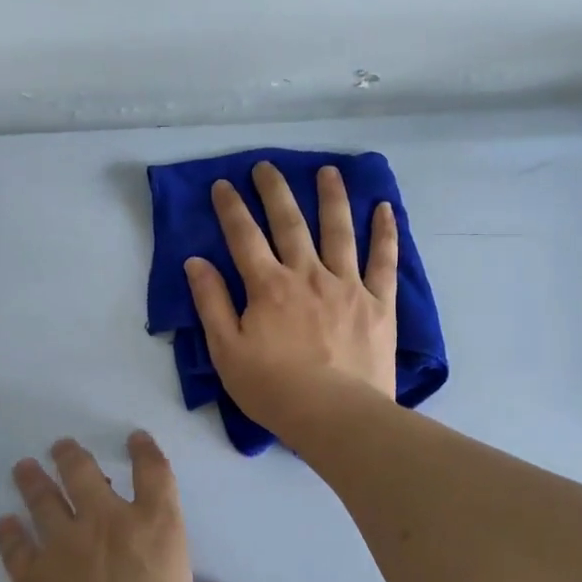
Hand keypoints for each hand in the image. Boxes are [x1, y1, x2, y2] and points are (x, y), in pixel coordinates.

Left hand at [0, 433, 252, 581]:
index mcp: (156, 528)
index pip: (153, 472)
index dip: (145, 450)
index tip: (135, 438)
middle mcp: (107, 524)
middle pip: (84, 473)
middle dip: (72, 455)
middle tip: (62, 446)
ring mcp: (64, 546)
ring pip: (43, 500)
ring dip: (33, 481)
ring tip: (24, 467)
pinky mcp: (31, 576)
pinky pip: (16, 546)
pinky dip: (9, 533)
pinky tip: (5, 524)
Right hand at [184, 162, 398, 431]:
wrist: (334, 415)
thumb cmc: (273, 388)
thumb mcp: (226, 351)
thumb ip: (211, 303)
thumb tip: (196, 262)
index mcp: (268, 286)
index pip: (244, 237)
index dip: (231, 208)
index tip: (223, 184)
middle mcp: (308, 274)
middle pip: (290, 223)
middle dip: (275, 191)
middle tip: (267, 166)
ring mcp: (347, 285)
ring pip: (339, 231)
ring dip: (332, 197)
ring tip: (328, 171)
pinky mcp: (379, 303)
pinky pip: (383, 261)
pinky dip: (385, 233)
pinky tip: (385, 209)